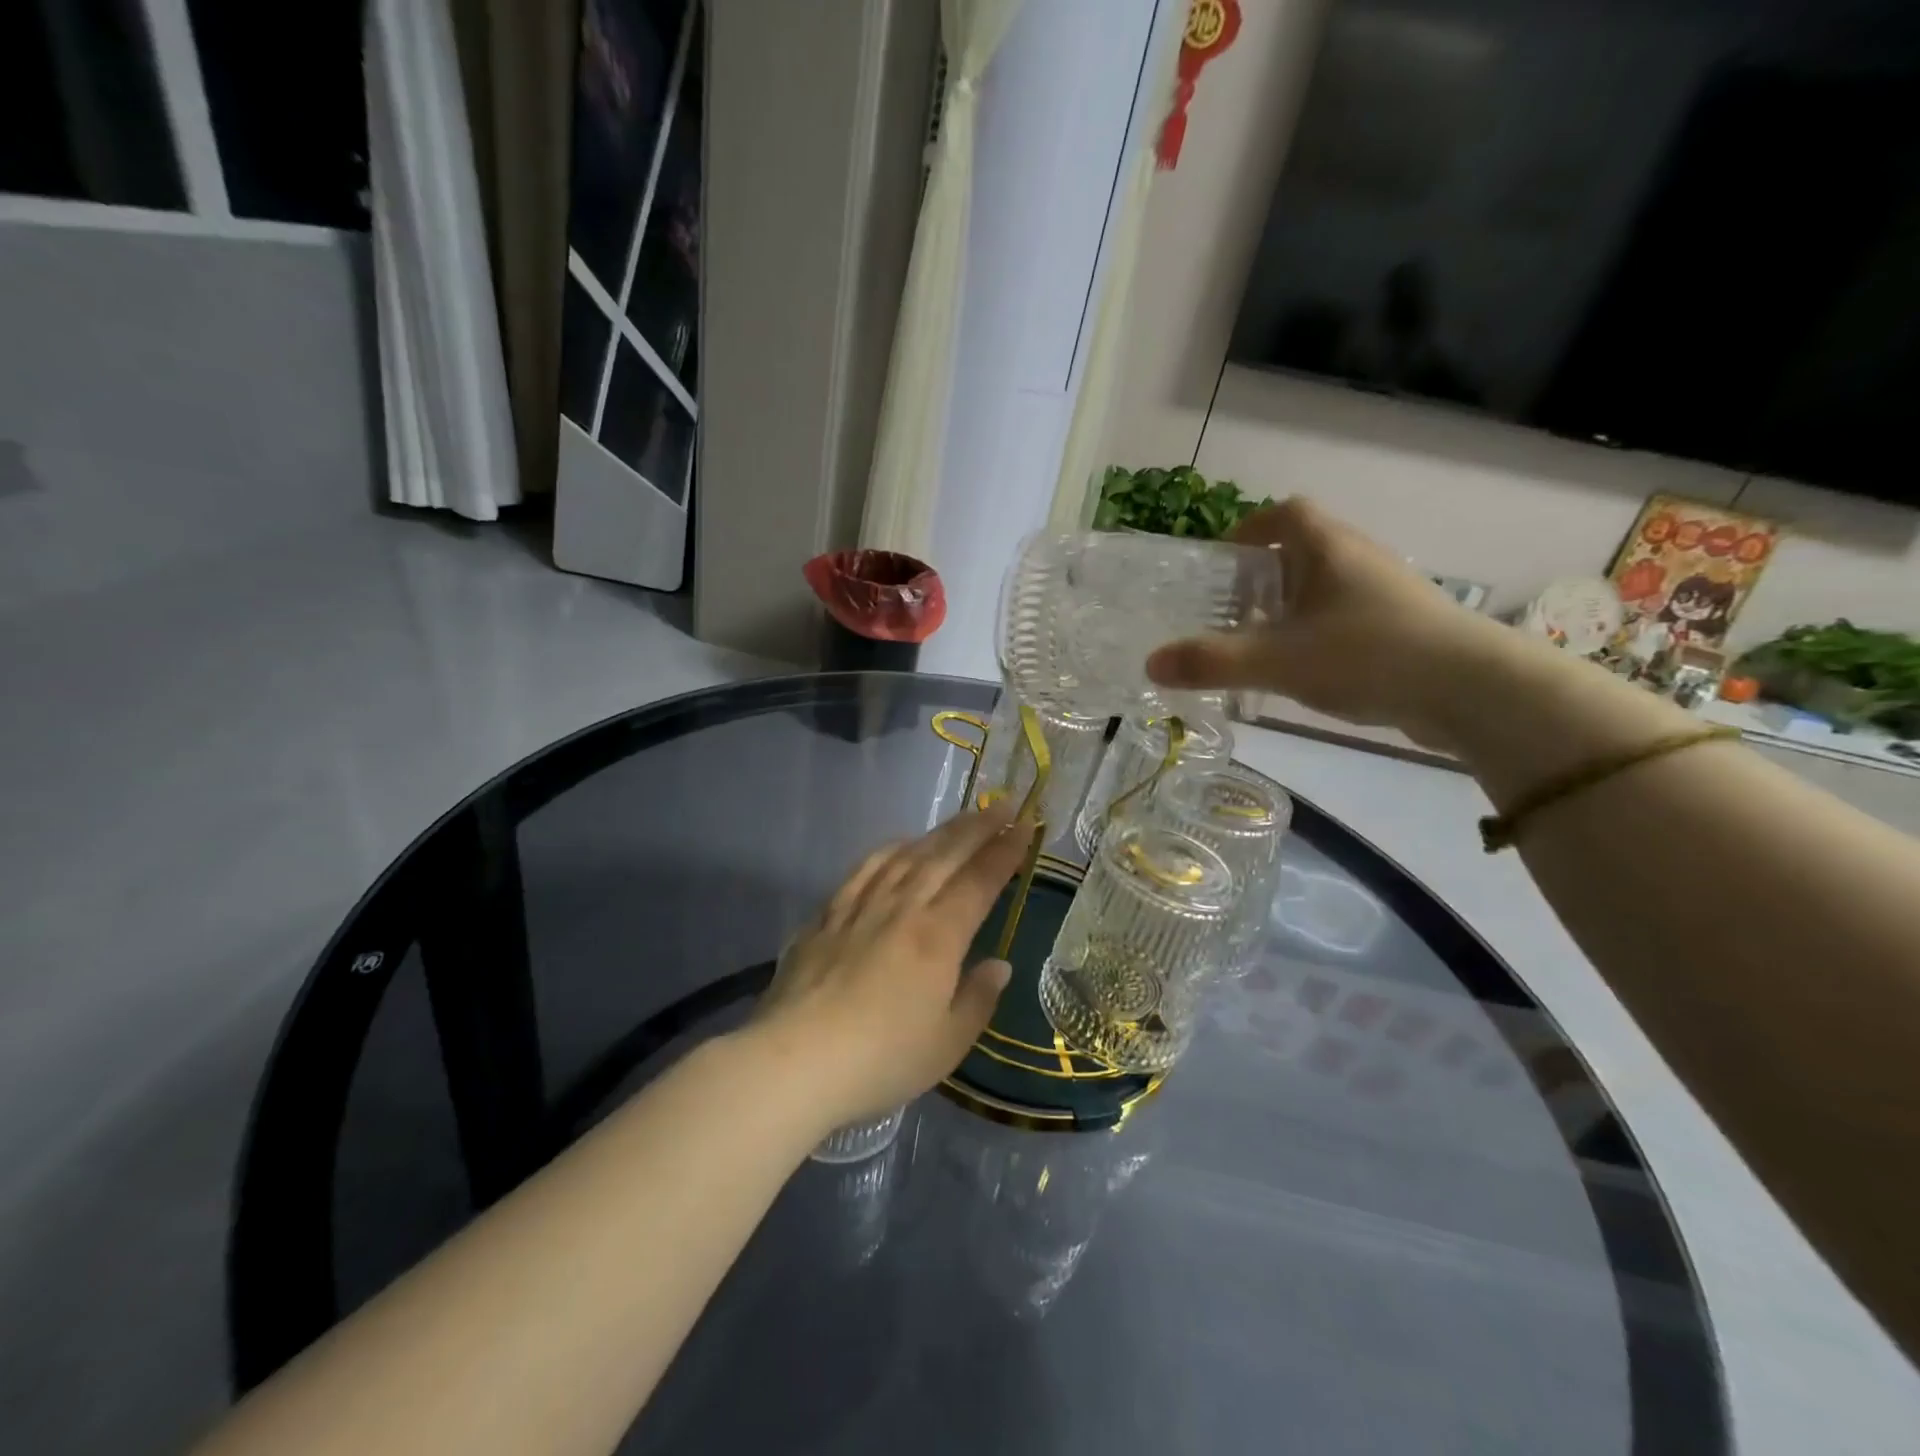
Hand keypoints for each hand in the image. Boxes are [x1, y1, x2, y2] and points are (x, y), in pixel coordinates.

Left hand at [752, 803, 1031, 1129]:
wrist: (794, 1061)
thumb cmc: (881, 1059)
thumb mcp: (947, 1044)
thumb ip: (978, 998)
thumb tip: (999, 965)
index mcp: (938, 937)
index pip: (979, 881)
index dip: (1005, 852)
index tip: (1025, 826)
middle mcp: (902, 908)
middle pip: (945, 856)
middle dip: (978, 828)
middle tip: (1002, 804)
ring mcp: (860, 907)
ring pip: (906, 855)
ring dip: (938, 832)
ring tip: (960, 818)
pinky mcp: (827, 915)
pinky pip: (864, 869)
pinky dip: (889, 849)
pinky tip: (898, 845)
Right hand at [1145, 496, 1516, 747]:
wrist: (1471, 689)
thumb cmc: (1367, 654)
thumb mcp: (1277, 660)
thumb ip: (1212, 661)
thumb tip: (1149, 664)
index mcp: (1328, 548)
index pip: (1286, 513)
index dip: (1250, 527)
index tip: (1224, 559)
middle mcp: (1359, 559)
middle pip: (1304, 549)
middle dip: (1263, 575)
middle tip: (1230, 609)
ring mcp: (1386, 592)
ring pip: (1326, 585)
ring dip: (1291, 607)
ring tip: (1262, 643)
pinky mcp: (1403, 625)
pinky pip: (1347, 615)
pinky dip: (1318, 631)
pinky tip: (1307, 669)